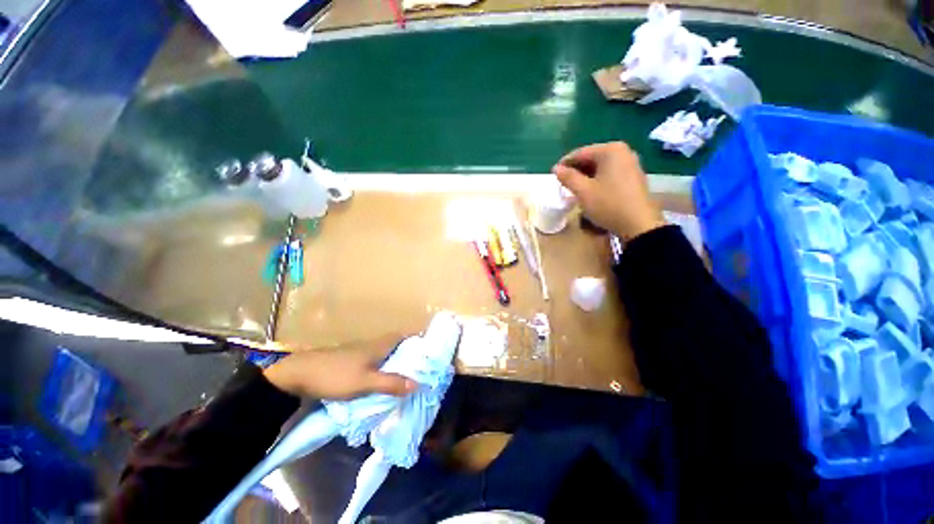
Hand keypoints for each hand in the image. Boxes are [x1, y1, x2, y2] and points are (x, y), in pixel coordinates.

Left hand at [263, 335, 416, 399]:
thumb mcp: (364, 383)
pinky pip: (376, 360)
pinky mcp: (352, 360)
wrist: (299, 374)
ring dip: (397, 359)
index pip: (404, 335)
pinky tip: (384, 379)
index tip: (430, 347)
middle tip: (422, 365)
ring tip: (408, 374)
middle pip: (397, 343)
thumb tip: (417, 383)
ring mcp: (361, 351)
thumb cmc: (335, 376)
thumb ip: (390, 383)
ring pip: (386, 352)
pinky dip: (384, 366)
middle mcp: (373, 344)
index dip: (418, 338)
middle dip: (410, 351)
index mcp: (379, 345)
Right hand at [552, 142, 665, 240]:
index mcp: (611, 150)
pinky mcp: (634, 176)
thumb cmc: (608, 204)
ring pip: (600, 167)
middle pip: (592, 158)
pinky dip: (598, 180)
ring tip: (574, 188)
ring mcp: (631, 163)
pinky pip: (610, 173)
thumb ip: (568, 177)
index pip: (580, 153)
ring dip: (586, 176)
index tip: (553, 175)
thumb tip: (556, 168)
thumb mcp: (583, 191)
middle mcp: (623, 152)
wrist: (639, 224)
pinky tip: (591, 191)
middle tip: (563, 183)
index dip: (565, 164)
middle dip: (576, 170)